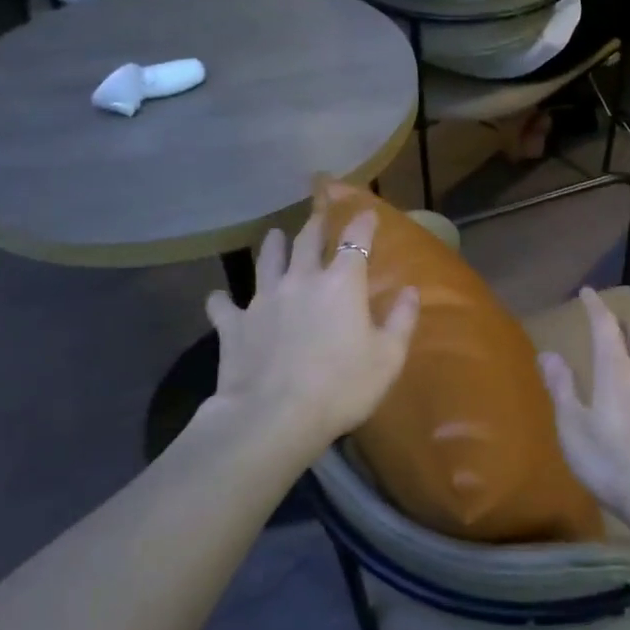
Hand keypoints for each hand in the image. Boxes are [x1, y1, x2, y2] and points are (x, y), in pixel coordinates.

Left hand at [199, 209, 418, 463]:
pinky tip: (218, 299)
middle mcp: (300, 280)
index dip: (363, 223)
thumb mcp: (388, 358)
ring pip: (266, 261)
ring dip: (271, 245)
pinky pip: (223, 305)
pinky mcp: (234, 324)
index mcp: (341, 284)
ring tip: (272, 235)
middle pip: (307, 241)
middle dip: (316, 224)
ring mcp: (263, 300)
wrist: (273, 417)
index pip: (355, 241)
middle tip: (319, 214)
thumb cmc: (341, 387)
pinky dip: (221, 300)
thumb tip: (411, 291)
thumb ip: (402, 320)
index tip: (367, 213)